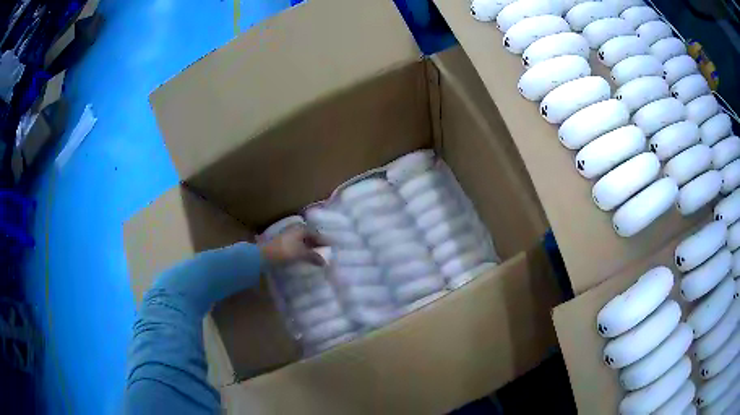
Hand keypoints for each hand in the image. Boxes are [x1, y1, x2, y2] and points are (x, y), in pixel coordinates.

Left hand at [261, 225, 327, 265]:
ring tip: (316, 257)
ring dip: (310, 248)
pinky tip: (305, 257)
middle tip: (326, 253)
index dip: (324, 242)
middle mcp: (296, 229)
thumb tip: (325, 262)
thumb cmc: (285, 251)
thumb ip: (314, 256)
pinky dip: (303, 251)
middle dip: (317, 245)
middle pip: (310, 237)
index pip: (317, 234)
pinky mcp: (284, 243)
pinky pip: (298, 246)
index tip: (332, 248)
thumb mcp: (302, 254)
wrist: (264, 255)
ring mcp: (289, 236)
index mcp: (302, 228)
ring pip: (303, 241)